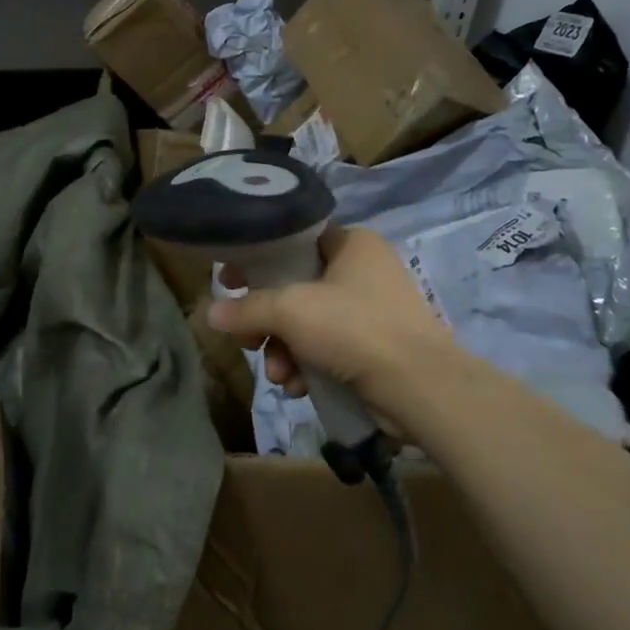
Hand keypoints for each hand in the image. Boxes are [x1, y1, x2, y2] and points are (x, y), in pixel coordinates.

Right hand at [208, 225, 477, 440]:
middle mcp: (364, 271)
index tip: (230, 283)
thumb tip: (210, 313)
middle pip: (296, 288)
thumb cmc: (354, 328)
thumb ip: (248, 309)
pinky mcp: (376, 349)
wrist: (419, 387)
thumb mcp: (291, 310)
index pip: (294, 241)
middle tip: (248, 340)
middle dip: (267, 322)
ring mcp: (373, 312)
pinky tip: (297, 387)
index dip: (258, 261)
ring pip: (309, 324)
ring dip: (284, 350)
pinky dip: (308, 365)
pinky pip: (328, 349)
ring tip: (277, 375)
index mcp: (352, 243)